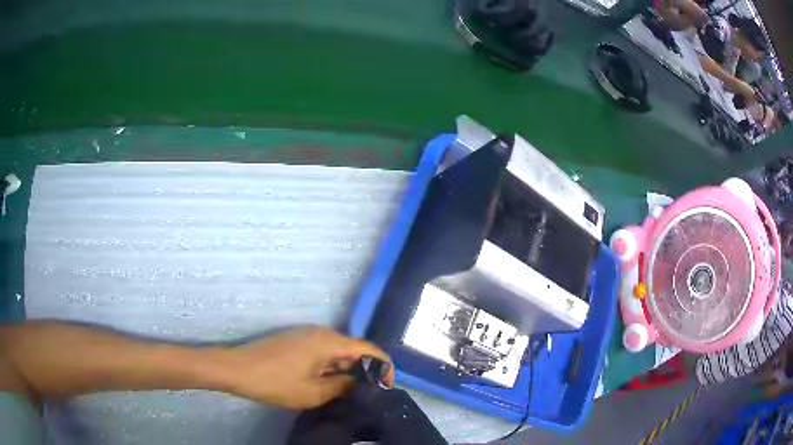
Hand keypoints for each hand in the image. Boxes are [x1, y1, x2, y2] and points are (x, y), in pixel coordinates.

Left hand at [221, 326, 392, 409]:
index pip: (368, 348)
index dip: (383, 366)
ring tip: (348, 391)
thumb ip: (342, 386)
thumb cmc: (276, 382)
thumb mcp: (313, 392)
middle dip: (364, 369)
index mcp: (328, 342)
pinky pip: (322, 350)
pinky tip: (326, 382)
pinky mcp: (296, 339)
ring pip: (337, 350)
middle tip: (367, 392)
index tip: (386, 386)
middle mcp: (321, 332)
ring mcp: (306, 334)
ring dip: (346, 368)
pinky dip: (331, 365)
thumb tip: (357, 382)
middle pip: (353, 348)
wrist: (237, 369)